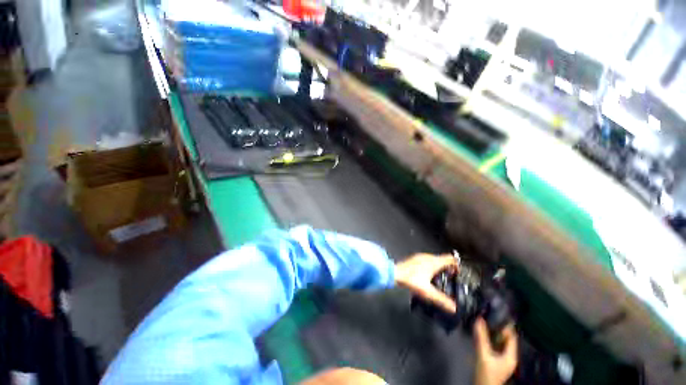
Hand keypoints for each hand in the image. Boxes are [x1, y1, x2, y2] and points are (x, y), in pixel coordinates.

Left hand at [395, 253, 457, 312]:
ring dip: (440, 266)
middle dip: (448, 267)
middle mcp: (427, 257)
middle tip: (450, 278)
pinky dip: (432, 266)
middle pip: (443, 259)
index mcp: (433, 262)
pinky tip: (428, 276)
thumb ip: (441, 300)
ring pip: (435, 259)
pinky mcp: (415, 258)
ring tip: (440, 278)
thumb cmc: (410, 280)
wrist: (394, 273)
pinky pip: (427, 260)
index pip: (450, 258)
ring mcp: (420, 256)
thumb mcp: (427, 292)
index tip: (458, 273)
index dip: (457, 265)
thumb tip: (453, 308)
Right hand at [474, 318, 517, 384]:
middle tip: (487, 315)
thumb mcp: (483, 355)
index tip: (496, 313)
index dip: (505, 325)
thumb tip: (478, 319)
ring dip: (492, 332)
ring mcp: (501, 358)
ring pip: (498, 341)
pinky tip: (481, 332)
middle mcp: (508, 356)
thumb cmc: (487, 374)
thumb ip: (481, 338)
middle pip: (505, 338)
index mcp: (511, 355)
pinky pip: (493, 345)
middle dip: (497, 327)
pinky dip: (488, 338)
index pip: (512, 336)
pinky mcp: (494, 360)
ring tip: (482, 320)